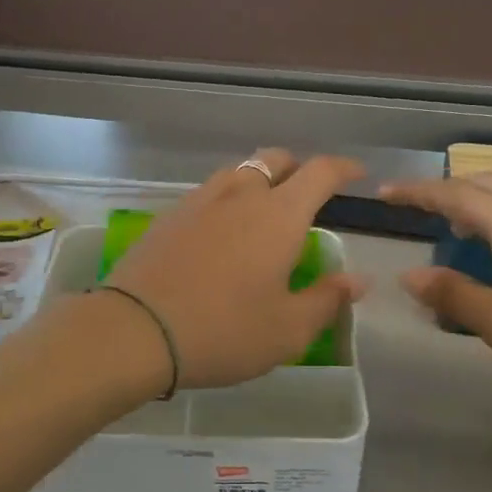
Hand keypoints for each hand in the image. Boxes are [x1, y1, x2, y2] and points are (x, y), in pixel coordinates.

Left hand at [103, 150, 368, 389]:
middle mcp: (240, 195)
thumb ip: (326, 300)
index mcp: (279, 215)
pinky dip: (225, 200)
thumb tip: (357, 280)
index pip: (320, 172)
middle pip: (275, 160)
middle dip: (297, 169)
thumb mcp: (287, 330)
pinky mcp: (168, 216)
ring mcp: (199, 201)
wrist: (135, 329)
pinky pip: (208, 193)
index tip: (356, 175)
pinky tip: (220, 232)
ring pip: (238, 173)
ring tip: (262, 212)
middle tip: (306, 196)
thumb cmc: (223, 331)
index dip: (343, 169)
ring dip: (258, 181)